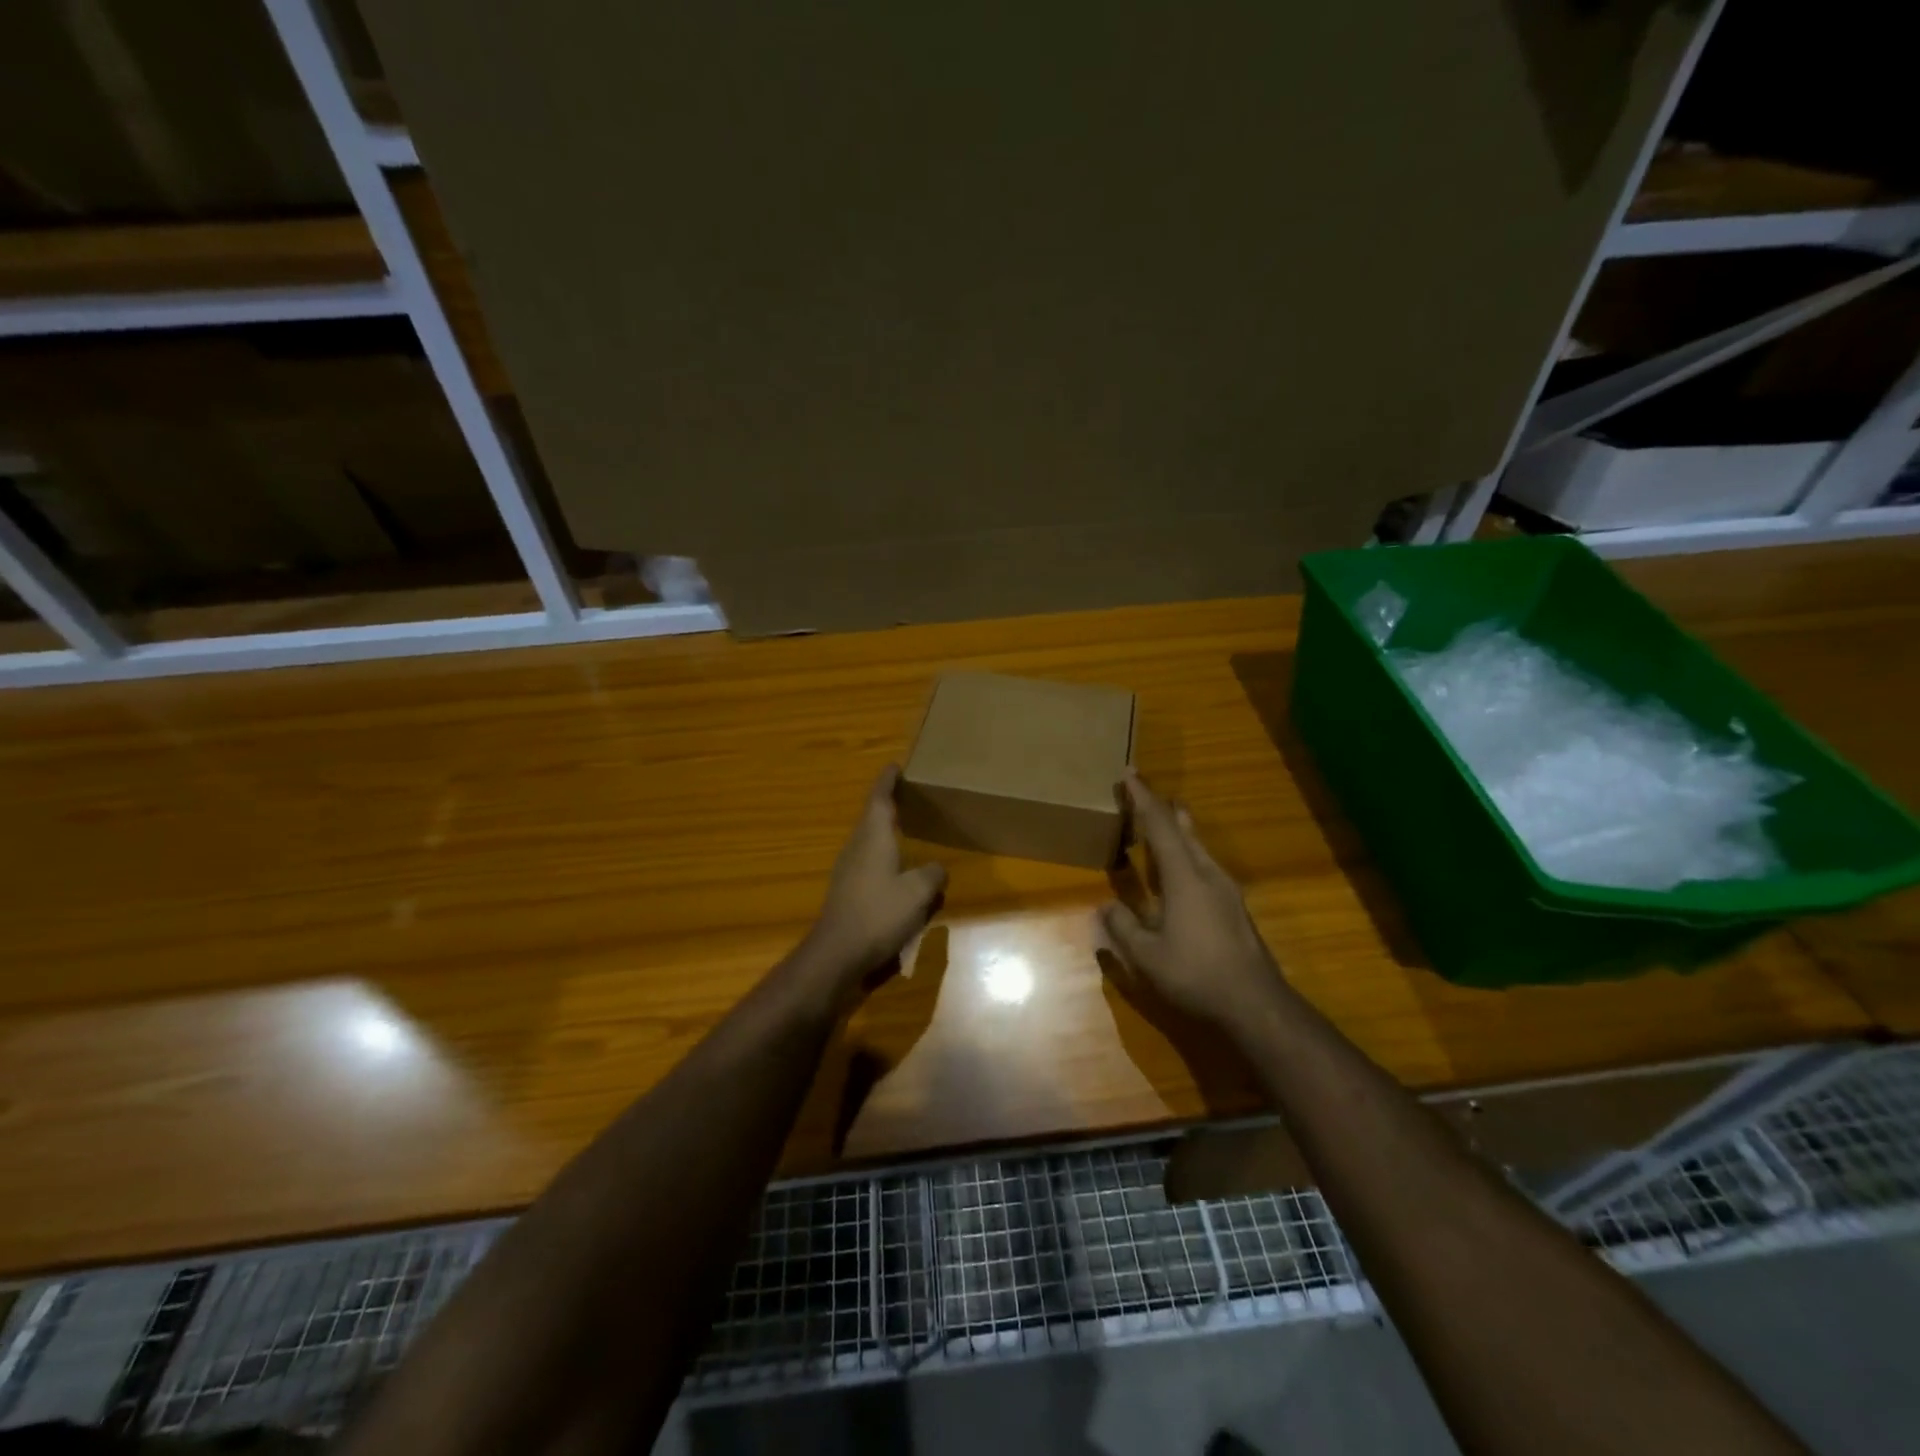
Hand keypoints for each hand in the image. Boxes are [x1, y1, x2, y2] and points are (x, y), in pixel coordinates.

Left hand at [805, 766, 947, 992]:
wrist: (837, 954)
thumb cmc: (879, 914)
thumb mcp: (917, 893)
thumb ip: (932, 874)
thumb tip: (937, 868)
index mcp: (873, 837)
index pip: (879, 799)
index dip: (887, 781)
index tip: (895, 767)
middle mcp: (857, 847)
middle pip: (871, 818)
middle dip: (887, 805)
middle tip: (907, 797)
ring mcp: (847, 870)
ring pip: (868, 842)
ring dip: (884, 833)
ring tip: (905, 832)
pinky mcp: (846, 891)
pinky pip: (868, 864)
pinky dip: (883, 859)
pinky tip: (897, 873)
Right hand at [1098, 770, 1283, 1027]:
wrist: (1255, 1004)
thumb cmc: (1196, 975)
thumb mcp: (1147, 956)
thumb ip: (1123, 927)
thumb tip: (1104, 907)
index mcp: (1184, 877)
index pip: (1160, 825)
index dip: (1142, 798)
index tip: (1128, 774)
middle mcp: (1207, 873)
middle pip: (1184, 828)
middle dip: (1161, 807)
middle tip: (1141, 792)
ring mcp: (1226, 889)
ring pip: (1198, 846)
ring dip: (1177, 828)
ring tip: (1163, 818)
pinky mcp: (1233, 906)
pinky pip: (1204, 864)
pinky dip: (1185, 852)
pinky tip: (1179, 868)